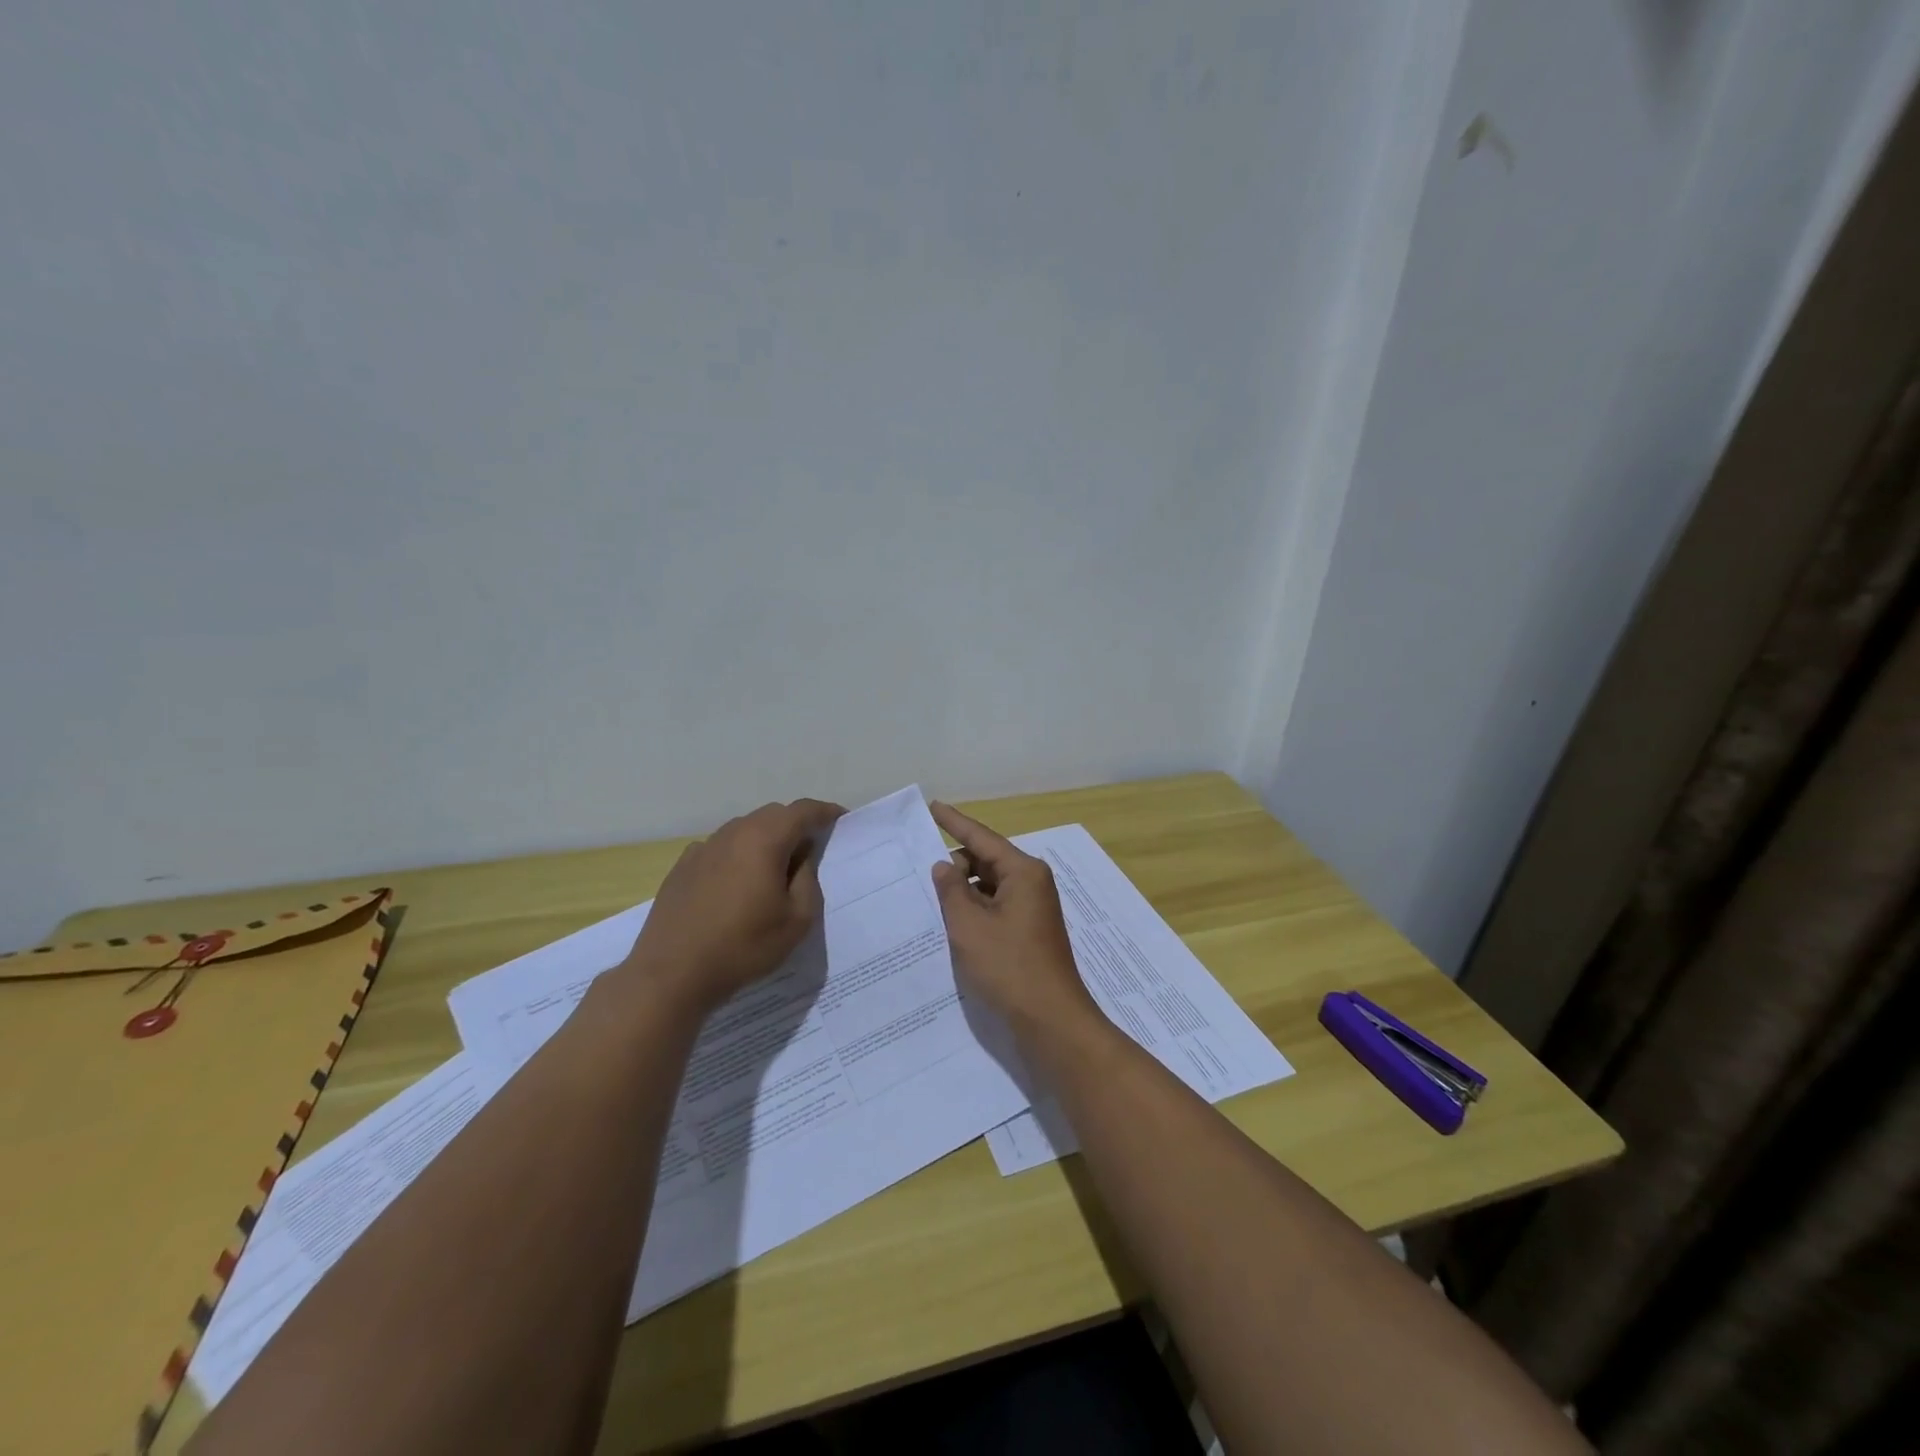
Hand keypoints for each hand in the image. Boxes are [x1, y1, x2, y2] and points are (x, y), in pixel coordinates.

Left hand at [622, 798, 844, 1015]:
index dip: (825, 812)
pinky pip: (720, 848)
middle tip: (811, 848)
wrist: (672, 974)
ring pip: (744, 829)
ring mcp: (703, 848)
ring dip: (765, 838)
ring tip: (775, 867)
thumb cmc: (744, 947)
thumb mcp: (796, 920)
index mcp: (764, 840)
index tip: (840, 819)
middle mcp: (733, 834)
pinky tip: (737, 882)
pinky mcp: (682, 867)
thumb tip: (803, 856)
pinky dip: (738, 854)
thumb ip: (808, 879)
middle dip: (795, 824)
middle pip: (772, 815)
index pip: (802, 811)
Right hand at [929, 801, 1100, 1034]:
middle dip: (955, 866)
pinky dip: (974, 911)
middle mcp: (1031, 883)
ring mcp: (1032, 909)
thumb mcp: (969, 926)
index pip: (981, 837)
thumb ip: (951, 891)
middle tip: (920, 877)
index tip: (933, 806)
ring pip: (989, 887)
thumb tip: (945, 866)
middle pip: (986, 861)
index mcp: (1023, 872)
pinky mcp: (1028, 931)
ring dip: (963, 892)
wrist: (1050, 1020)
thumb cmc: (1009, 967)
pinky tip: (951, 924)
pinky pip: (995, 907)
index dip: (954, 822)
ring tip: (929, 901)